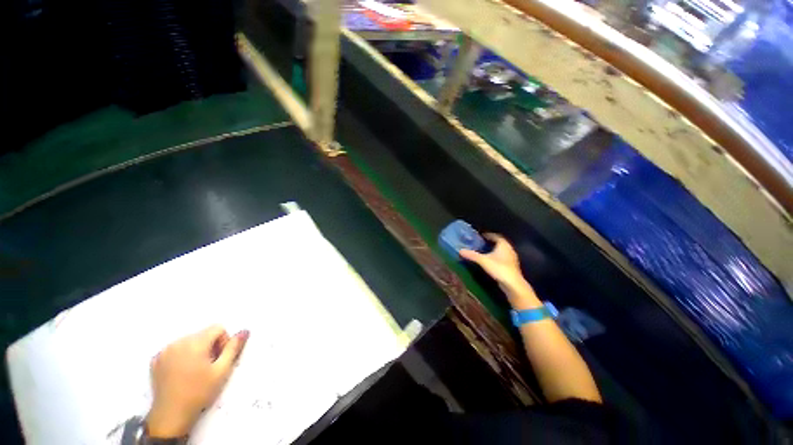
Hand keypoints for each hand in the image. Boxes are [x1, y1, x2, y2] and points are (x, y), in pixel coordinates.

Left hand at [147, 325, 249, 437]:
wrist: (171, 415)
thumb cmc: (200, 392)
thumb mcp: (222, 370)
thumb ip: (233, 348)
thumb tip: (244, 331)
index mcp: (195, 342)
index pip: (218, 328)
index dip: (223, 341)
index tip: (219, 359)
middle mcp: (178, 342)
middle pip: (203, 334)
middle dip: (210, 346)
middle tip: (209, 367)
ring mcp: (164, 351)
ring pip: (189, 341)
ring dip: (196, 351)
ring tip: (195, 371)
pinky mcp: (156, 360)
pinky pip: (174, 350)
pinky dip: (181, 357)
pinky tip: (181, 373)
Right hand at [460, 234, 536, 303]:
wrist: (513, 284)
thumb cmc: (499, 268)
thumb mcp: (483, 261)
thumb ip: (472, 255)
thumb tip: (460, 251)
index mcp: (503, 245)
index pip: (496, 236)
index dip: (488, 235)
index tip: (481, 235)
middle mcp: (509, 249)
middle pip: (499, 243)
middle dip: (490, 243)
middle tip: (480, 243)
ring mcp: (511, 258)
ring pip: (501, 251)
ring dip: (494, 250)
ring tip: (484, 252)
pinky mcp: (511, 266)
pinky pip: (503, 258)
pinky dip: (496, 257)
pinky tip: (490, 261)